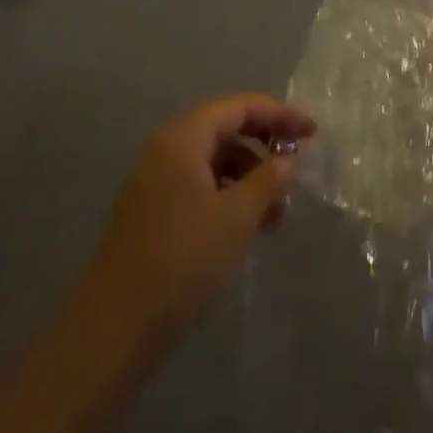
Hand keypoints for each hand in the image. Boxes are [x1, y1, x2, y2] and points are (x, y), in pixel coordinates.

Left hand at [78, 95, 315, 354]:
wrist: (118, 325)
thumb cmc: (184, 259)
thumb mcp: (237, 216)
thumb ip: (268, 180)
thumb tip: (285, 161)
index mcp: (183, 138)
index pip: (239, 107)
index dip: (280, 114)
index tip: (314, 132)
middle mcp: (167, 150)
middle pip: (226, 130)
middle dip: (265, 148)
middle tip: (297, 172)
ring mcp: (157, 182)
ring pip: (215, 162)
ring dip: (250, 179)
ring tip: (276, 216)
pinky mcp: (155, 212)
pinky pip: (201, 187)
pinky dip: (230, 198)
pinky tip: (248, 228)